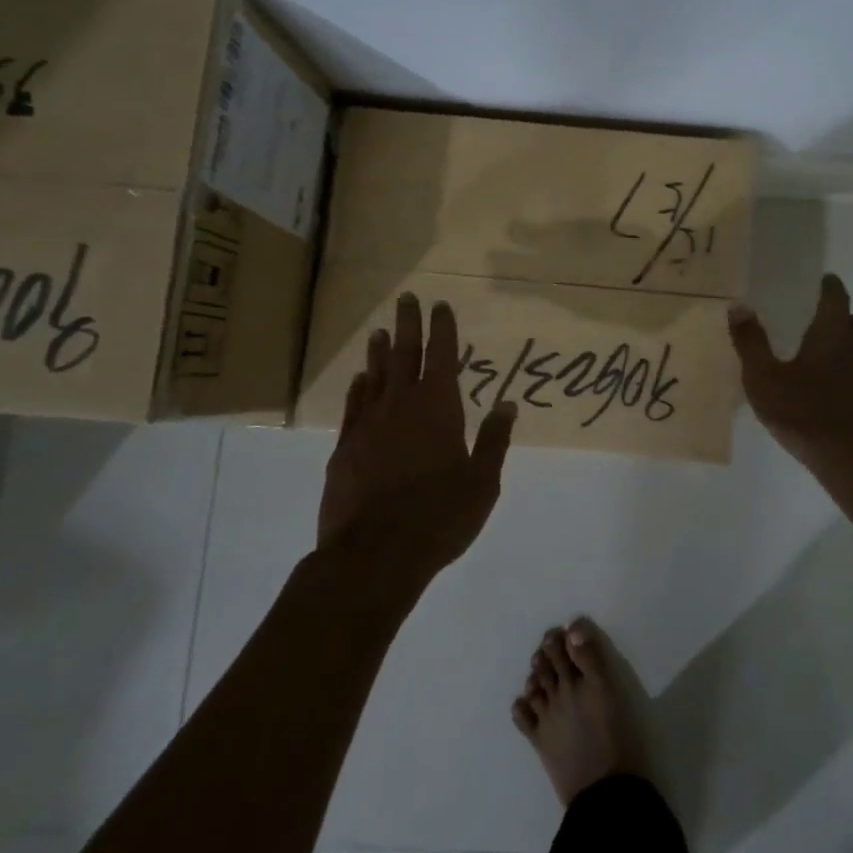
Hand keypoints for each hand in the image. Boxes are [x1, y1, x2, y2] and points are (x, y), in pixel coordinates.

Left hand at [319, 293, 516, 585]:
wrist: (374, 555)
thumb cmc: (440, 517)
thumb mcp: (482, 482)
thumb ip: (493, 440)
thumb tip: (507, 405)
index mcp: (438, 408)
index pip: (441, 356)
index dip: (442, 329)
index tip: (440, 305)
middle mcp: (401, 406)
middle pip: (403, 354)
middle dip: (408, 324)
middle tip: (406, 298)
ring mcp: (368, 425)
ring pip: (374, 376)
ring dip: (379, 352)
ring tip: (379, 331)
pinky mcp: (345, 448)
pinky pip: (353, 406)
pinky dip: (358, 388)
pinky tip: (359, 380)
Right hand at [727, 273, 852, 497]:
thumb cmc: (807, 416)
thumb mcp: (765, 381)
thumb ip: (751, 342)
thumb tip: (739, 305)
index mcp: (833, 333)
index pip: (836, 295)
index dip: (827, 285)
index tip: (817, 282)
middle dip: (835, 318)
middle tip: (809, 325)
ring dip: (843, 348)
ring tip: (816, 363)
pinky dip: (850, 374)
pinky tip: (830, 395)